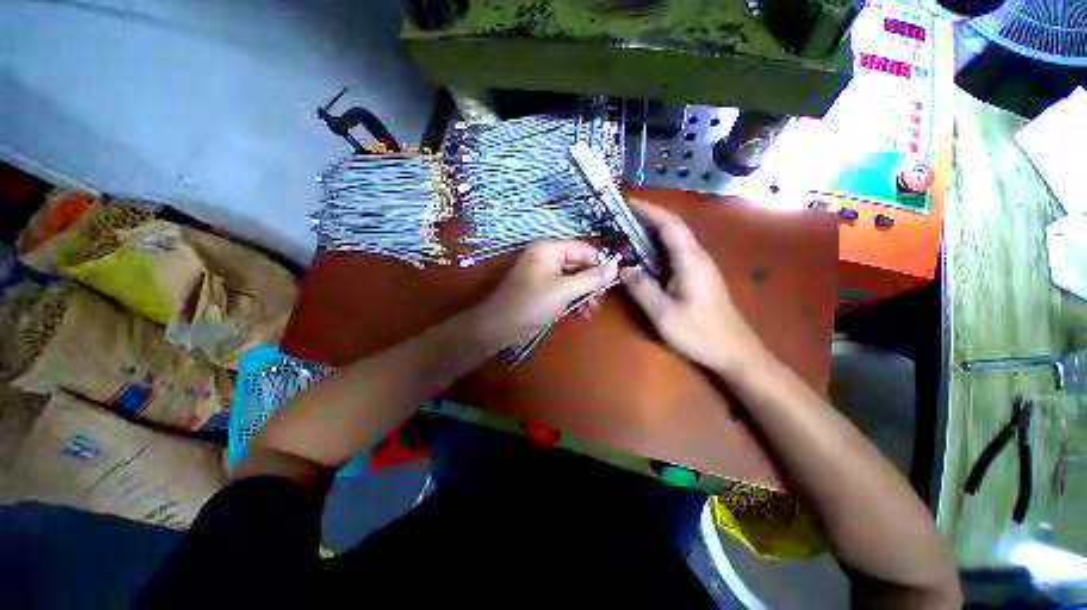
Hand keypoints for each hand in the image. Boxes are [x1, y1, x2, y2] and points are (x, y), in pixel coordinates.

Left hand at [476, 240, 618, 348]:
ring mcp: (544, 274)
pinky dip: (574, 300)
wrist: (501, 327)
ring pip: (573, 279)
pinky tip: (582, 314)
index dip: (599, 263)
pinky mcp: (543, 289)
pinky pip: (564, 289)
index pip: (583, 249)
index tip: (613, 281)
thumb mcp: (565, 290)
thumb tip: (615, 267)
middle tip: (601, 300)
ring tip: (592, 311)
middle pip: (579, 264)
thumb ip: (591, 278)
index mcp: (549, 249)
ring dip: (584, 294)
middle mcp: (547, 257)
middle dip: (591, 283)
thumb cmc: (532, 303)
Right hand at [620, 199, 765, 374]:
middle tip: (621, 217)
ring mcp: (699, 266)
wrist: (734, 353)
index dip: (648, 210)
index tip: (627, 202)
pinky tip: (644, 256)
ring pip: (674, 240)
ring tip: (627, 231)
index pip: (669, 224)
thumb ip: (642, 288)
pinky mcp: (698, 277)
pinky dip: (657, 248)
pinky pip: (674, 254)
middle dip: (648, 217)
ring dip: (652, 231)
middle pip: (672, 228)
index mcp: (690, 260)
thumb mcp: (663, 314)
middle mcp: (697, 257)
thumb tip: (623, 268)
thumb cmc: (700, 333)